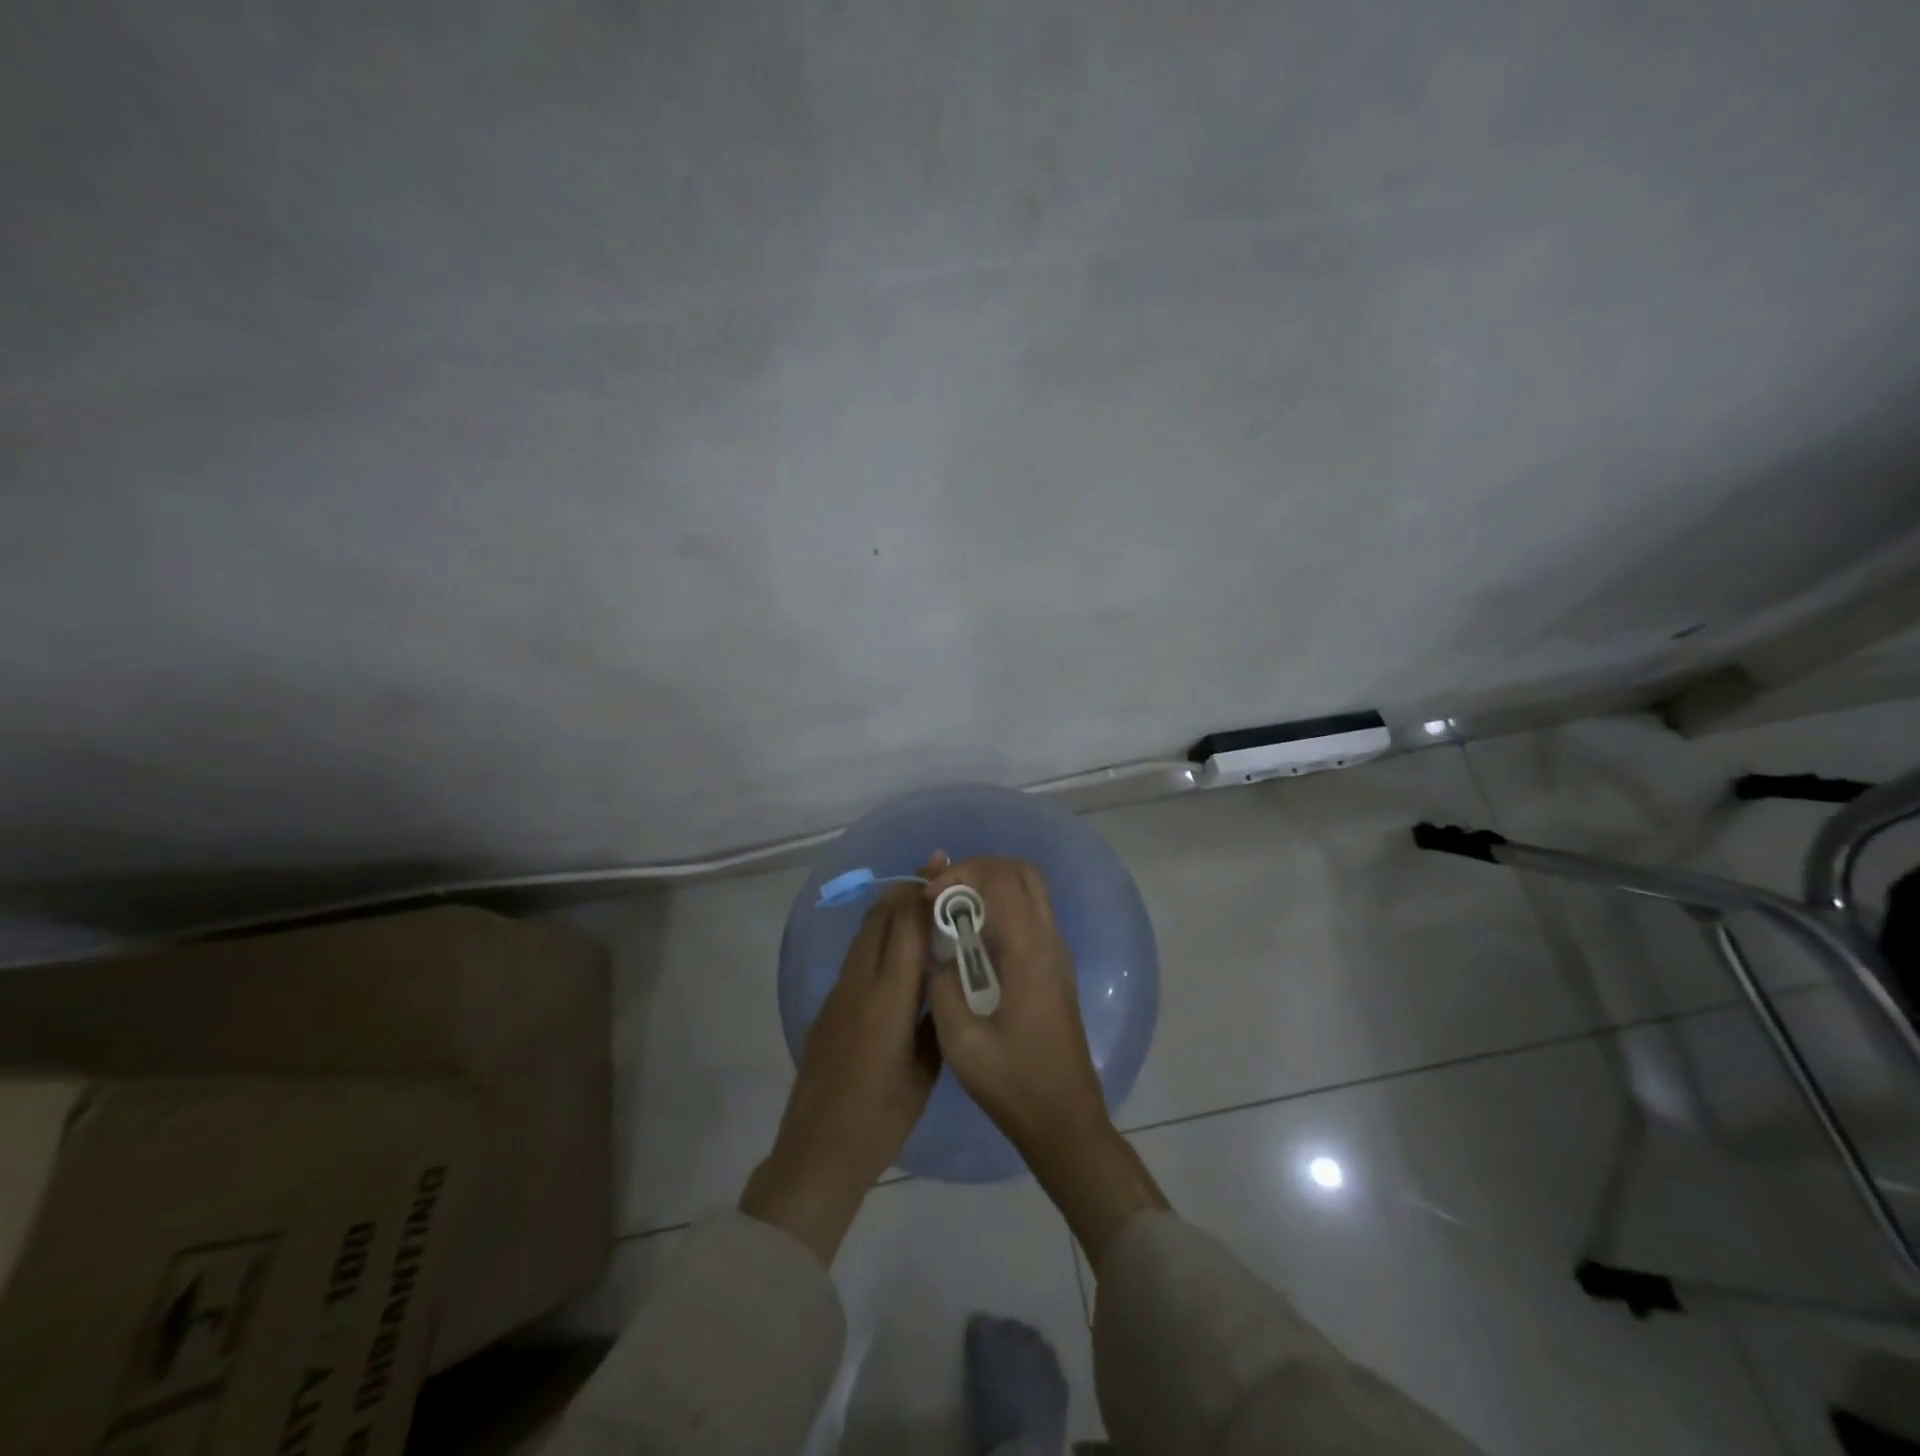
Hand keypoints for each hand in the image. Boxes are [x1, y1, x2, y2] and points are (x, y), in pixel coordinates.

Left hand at [740, 864, 943, 1263]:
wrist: (819, 1150)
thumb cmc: (882, 1115)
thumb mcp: (926, 1069)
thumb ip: (936, 1018)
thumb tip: (946, 982)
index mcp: (888, 996)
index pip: (907, 926)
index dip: (925, 892)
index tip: (945, 868)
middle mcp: (859, 982)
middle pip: (880, 918)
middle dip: (906, 890)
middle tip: (936, 874)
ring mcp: (838, 993)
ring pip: (865, 934)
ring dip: (890, 911)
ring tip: (919, 903)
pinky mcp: (828, 1007)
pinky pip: (856, 957)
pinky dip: (878, 939)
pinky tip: (897, 953)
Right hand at [922, 857, 1106, 1160]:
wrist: (1064, 1120)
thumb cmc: (1013, 1084)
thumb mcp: (961, 1043)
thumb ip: (942, 987)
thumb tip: (939, 957)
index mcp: (1029, 954)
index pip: (1000, 881)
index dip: (961, 876)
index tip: (929, 899)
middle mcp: (1050, 942)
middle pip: (1023, 872)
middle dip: (980, 869)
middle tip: (945, 892)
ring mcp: (1058, 953)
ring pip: (1031, 890)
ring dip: (992, 886)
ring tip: (954, 910)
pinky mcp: (1056, 968)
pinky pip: (1032, 915)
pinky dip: (1002, 907)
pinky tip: (973, 938)